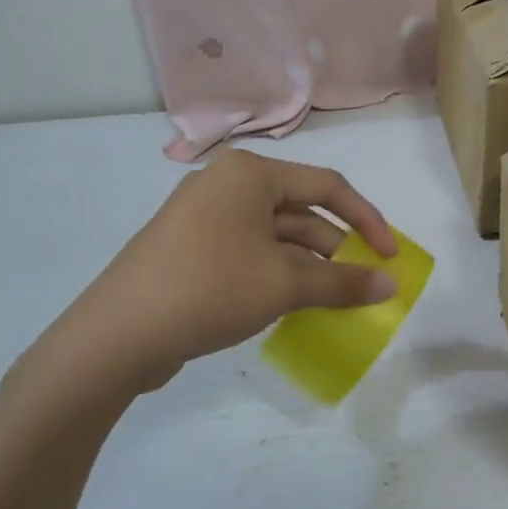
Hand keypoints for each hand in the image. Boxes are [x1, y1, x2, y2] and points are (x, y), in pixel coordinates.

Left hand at [17, 149, 397, 399]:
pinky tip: (293, 304)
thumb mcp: (284, 285)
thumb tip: (391, 285)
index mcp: (249, 173)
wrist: (116, 335)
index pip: (327, 186)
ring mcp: (204, 216)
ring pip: (275, 235)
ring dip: (308, 265)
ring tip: (333, 301)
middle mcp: (226, 184)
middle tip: (363, 284)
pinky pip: (250, 251)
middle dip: (336, 248)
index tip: (391, 256)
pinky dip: (278, 273)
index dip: (366, 220)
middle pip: (300, 210)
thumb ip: (343, 282)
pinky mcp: (190, 248)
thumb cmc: (209, 289)